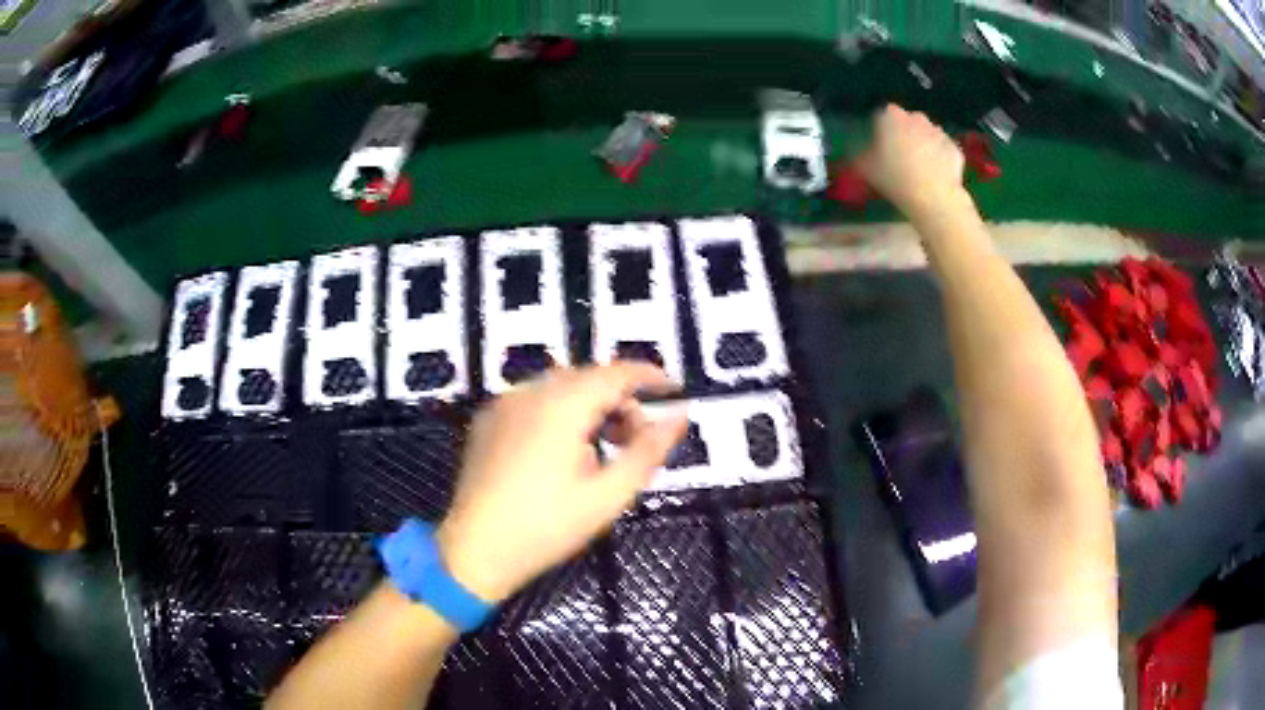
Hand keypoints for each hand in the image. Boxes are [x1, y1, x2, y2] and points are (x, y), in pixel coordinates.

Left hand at [437, 364, 686, 601]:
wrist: (476, 550)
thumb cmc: (547, 527)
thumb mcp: (608, 495)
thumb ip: (648, 451)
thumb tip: (679, 417)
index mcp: (562, 406)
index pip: (616, 373)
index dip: (649, 376)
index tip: (674, 390)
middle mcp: (530, 392)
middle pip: (588, 377)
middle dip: (620, 398)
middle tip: (637, 438)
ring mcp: (505, 403)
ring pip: (561, 387)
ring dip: (591, 405)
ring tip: (604, 446)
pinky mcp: (489, 419)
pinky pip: (535, 399)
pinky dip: (561, 411)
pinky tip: (564, 449)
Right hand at [859, 104, 965, 217]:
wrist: (934, 197)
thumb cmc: (895, 178)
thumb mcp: (865, 168)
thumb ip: (859, 154)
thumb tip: (856, 152)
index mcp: (891, 117)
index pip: (882, 115)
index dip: (881, 130)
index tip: (881, 145)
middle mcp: (916, 118)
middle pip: (908, 122)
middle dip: (905, 134)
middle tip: (900, 156)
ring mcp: (938, 131)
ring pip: (927, 134)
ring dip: (924, 145)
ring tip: (920, 167)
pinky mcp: (954, 147)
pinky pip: (943, 150)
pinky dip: (940, 157)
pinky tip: (936, 175)